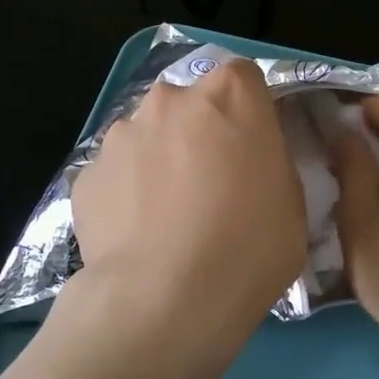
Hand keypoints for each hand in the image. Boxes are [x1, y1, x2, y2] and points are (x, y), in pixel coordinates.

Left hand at [72, 58, 305, 344]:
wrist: (165, 300)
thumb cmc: (249, 247)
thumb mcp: (292, 202)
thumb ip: (271, 163)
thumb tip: (252, 160)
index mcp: (231, 96)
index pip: (244, 78)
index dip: (250, 111)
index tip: (254, 147)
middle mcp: (171, 100)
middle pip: (191, 104)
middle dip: (201, 133)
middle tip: (213, 184)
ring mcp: (122, 135)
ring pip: (149, 137)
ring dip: (161, 161)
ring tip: (169, 218)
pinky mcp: (86, 175)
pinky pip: (118, 175)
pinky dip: (128, 195)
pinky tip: (140, 237)